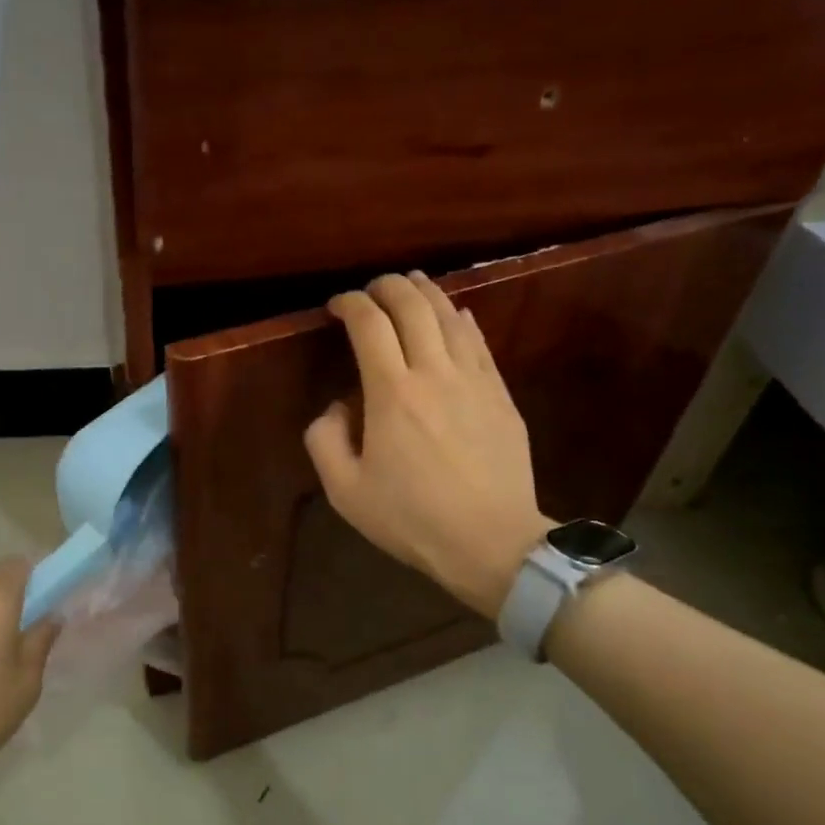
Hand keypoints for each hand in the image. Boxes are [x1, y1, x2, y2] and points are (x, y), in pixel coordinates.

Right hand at [305, 272, 551, 618]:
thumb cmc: (411, 519)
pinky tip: (456, 314)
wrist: (490, 541)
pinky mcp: (500, 395)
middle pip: (413, 306)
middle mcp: (434, 373)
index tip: (337, 306)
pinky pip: (479, 342)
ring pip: (450, 316)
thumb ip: (324, 439)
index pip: (369, 324)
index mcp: (391, 393)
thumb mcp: (344, 491)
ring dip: (426, 293)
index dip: (350, 304)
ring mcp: (474, 380)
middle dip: (388, 287)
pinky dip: (461, 320)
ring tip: (411, 284)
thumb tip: (338, 407)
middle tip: (371, 289)